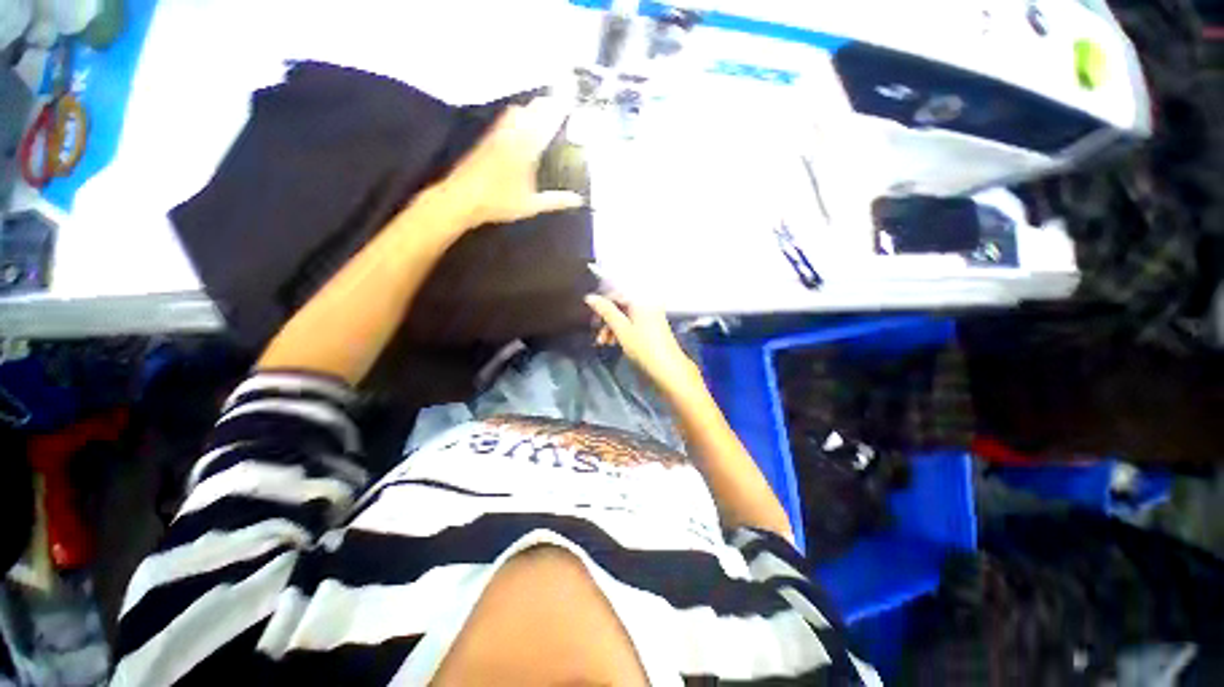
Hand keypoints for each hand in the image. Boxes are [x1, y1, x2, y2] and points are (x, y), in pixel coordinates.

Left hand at [434, 97, 584, 231]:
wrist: (462, 197)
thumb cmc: (499, 202)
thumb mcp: (532, 204)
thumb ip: (556, 200)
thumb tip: (578, 199)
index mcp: (526, 149)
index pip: (547, 122)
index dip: (559, 110)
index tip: (571, 101)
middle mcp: (512, 135)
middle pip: (530, 110)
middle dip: (546, 105)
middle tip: (559, 106)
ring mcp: (497, 135)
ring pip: (516, 112)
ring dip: (530, 109)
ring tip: (541, 114)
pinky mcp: (486, 139)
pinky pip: (505, 120)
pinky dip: (517, 117)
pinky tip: (520, 127)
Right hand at [586, 294, 702, 397]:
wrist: (668, 367)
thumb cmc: (643, 347)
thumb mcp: (621, 329)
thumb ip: (606, 311)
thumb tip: (589, 296)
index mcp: (640, 300)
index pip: (615, 294)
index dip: (601, 306)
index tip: (593, 322)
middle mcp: (647, 303)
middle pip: (620, 305)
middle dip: (607, 319)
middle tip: (599, 335)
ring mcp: (651, 314)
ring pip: (625, 315)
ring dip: (612, 327)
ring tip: (605, 343)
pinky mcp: (653, 326)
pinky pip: (633, 322)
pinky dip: (622, 330)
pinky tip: (616, 343)